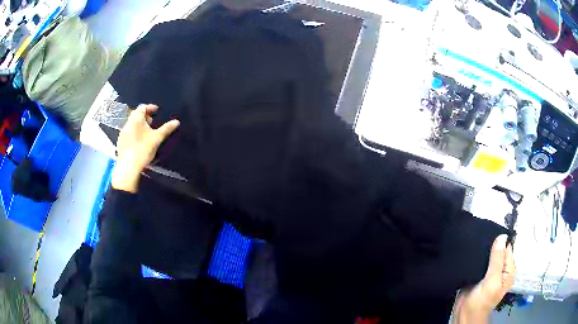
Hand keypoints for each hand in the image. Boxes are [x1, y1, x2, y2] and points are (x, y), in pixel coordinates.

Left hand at [112, 104, 179, 192]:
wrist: (128, 166)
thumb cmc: (143, 149)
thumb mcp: (157, 138)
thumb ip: (166, 129)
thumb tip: (176, 121)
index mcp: (136, 119)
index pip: (142, 107)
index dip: (150, 107)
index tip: (156, 110)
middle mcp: (128, 123)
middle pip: (136, 114)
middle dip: (144, 116)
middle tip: (152, 121)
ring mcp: (123, 133)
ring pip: (132, 123)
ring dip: (139, 124)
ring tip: (146, 131)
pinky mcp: (120, 141)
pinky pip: (128, 132)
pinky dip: (134, 131)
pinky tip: (139, 141)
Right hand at [454, 234, 515, 323]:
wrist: (464, 314)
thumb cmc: (482, 300)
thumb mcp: (492, 281)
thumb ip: (497, 260)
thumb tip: (502, 236)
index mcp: (508, 270)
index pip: (507, 248)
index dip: (501, 240)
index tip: (491, 230)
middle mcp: (501, 269)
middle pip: (498, 250)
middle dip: (492, 243)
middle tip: (482, 234)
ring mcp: (490, 272)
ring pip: (489, 254)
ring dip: (484, 249)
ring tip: (476, 239)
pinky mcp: (479, 274)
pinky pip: (480, 260)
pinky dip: (477, 255)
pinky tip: (472, 250)